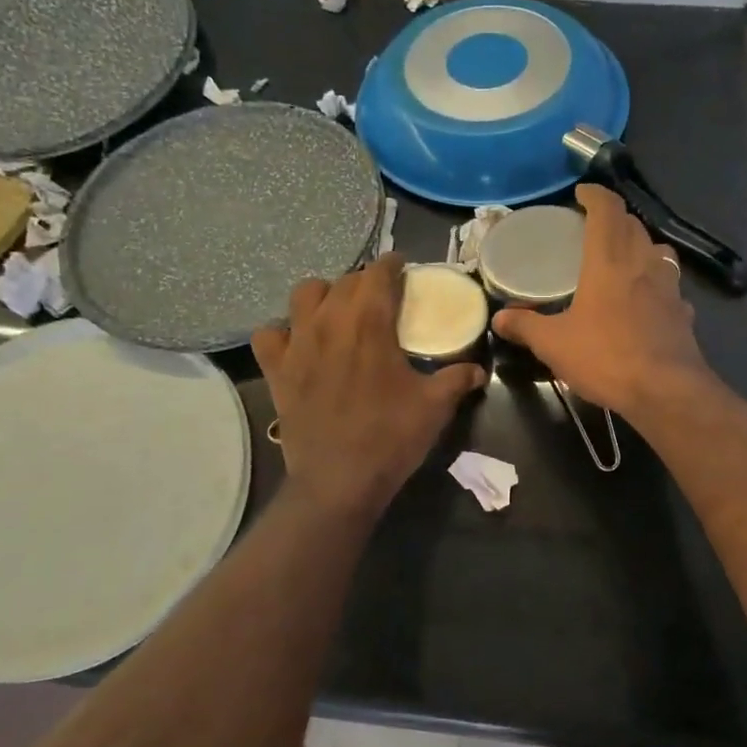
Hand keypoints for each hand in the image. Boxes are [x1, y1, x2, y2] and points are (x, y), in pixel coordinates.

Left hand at [253, 254, 484, 517]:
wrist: (339, 481)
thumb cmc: (391, 438)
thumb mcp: (435, 407)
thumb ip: (457, 379)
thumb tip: (478, 368)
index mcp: (370, 324)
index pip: (378, 274)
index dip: (392, 265)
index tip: (402, 267)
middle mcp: (330, 323)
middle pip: (344, 281)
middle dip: (364, 281)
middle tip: (380, 297)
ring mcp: (297, 345)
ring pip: (304, 294)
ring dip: (324, 295)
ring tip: (338, 310)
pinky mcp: (277, 370)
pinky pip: (269, 334)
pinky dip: (282, 332)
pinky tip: (298, 343)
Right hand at [491, 185, 714, 419]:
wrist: (666, 391)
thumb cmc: (606, 358)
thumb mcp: (554, 344)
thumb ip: (526, 326)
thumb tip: (499, 318)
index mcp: (609, 262)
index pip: (607, 210)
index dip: (595, 195)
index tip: (582, 192)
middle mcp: (643, 264)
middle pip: (634, 225)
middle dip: (615, 218)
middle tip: (594, 227)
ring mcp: (669, 288)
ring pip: (658, 251)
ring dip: (641, 245)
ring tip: (623, 258)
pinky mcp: (684, 313)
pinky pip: (670, 286)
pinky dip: (657, 283)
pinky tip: (647, 301)